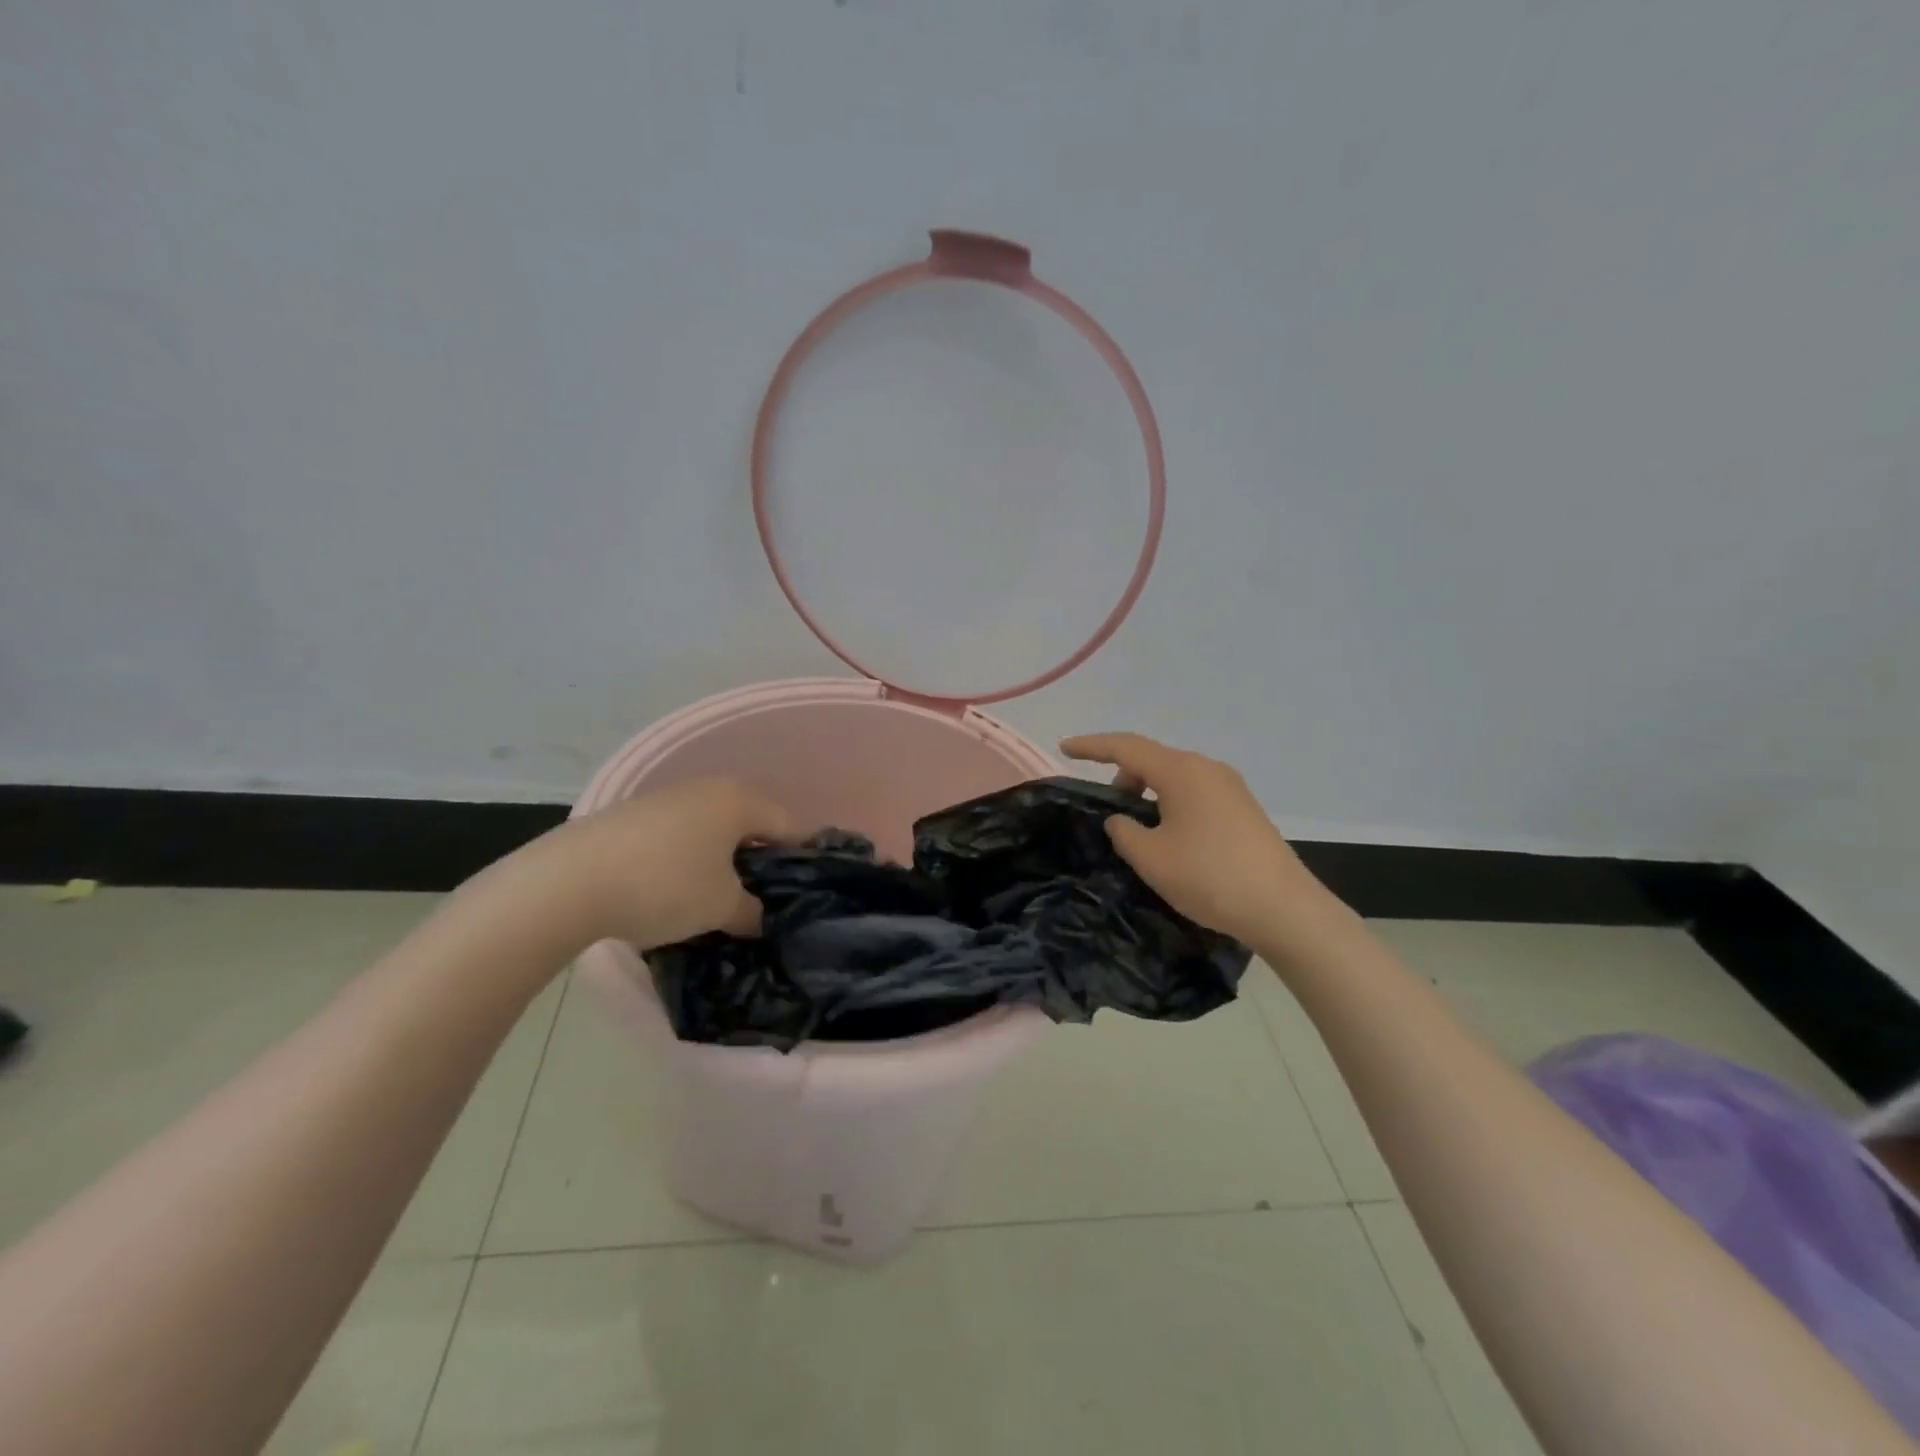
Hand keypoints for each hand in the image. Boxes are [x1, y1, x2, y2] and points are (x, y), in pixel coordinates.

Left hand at [552, 779, 800, 949]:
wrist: (567, 882)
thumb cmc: (664, 886)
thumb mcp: (721, 907)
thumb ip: (751, 912)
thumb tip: (757, 918)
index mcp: (739, 800)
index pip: (789, 826)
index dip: (802, 858)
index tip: (805, 889)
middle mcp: (707, 788)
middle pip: (750, 823)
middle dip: (759, 859)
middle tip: (761, 898)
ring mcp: (665, 797)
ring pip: (711, 829)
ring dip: (720, 859)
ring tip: (716, 898)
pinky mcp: (631, 814)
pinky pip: (677, 835)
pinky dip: (686, 858)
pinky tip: (673, 889)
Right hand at [1061, 733, 1336, 948]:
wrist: (1284, 909)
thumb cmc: (1209, 877)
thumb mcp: (1150, 857)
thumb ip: (1123, 831)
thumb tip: (1122, 820)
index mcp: (1182, 771)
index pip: (1126, 746)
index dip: (1092, 746)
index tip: (1065, 748)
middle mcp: (1207, 768)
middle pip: (1152, 759)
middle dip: (1123, 776)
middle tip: (1108, 811)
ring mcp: (1230, 787)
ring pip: (1175, 777)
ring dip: (1148, 792)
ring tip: (1138, 830)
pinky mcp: (1243, 808)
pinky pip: (1195, 792)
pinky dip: (1171, 803)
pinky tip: (1171, 837)